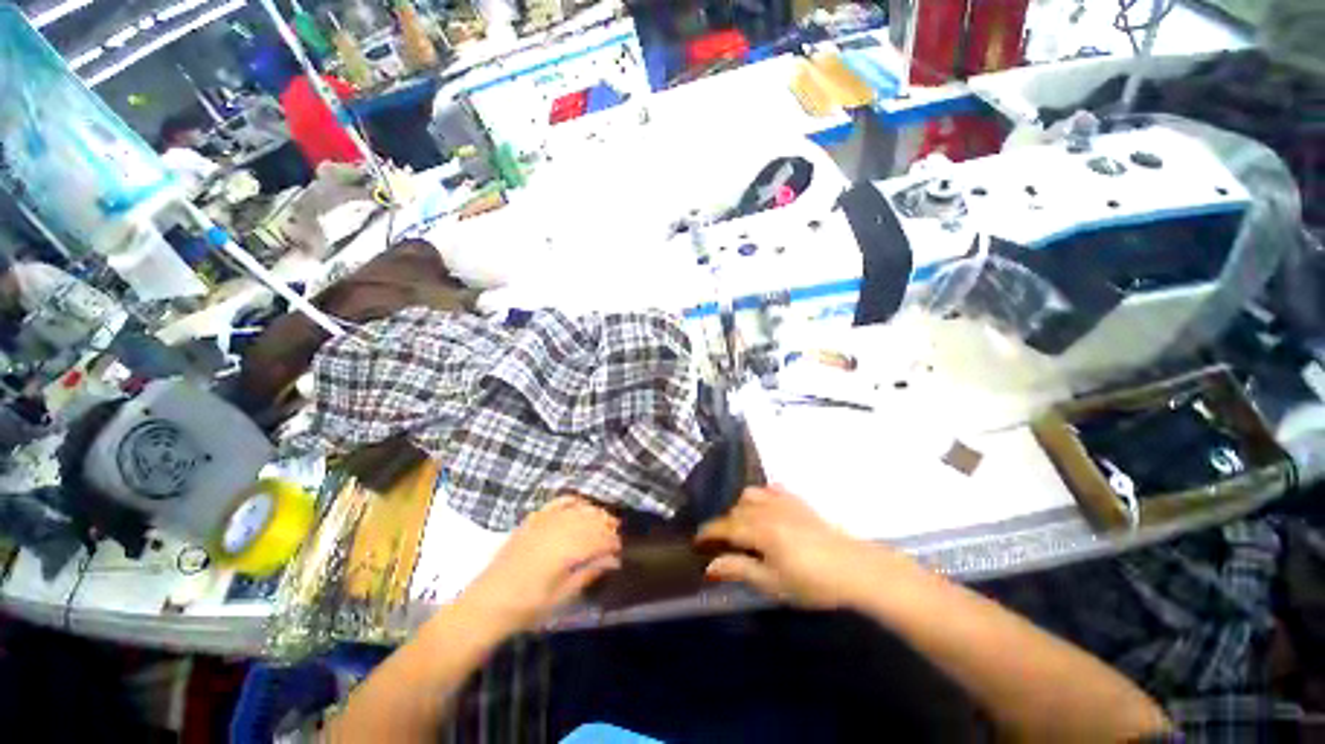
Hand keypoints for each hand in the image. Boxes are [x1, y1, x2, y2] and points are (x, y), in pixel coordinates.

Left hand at [459, 496, 621, 633]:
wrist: (487, 604)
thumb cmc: (527, 606)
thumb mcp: (562, 597)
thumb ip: (588, 574)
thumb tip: (612, 560)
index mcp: (568, 550)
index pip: (600, 538)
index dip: (613, 543)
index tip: (620, 551)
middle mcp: (559, 529)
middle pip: (592, 519)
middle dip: (607, 525)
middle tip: (615, 536)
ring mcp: (545, 521)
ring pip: (578, 508)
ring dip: (594, 512)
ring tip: (603, 521)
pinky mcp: (533, 519)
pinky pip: (558, 502)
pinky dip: (573, 500)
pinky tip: (580, 504)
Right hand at [697, 485, 903, 609]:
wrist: (854, 569)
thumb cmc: (811, 582)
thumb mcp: (772, 583)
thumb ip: (739, 569)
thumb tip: (709, 565)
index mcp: (759, 529)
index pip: (725, 526)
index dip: (708, 533)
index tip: (697, 542)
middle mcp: (766, 509)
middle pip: (736, 510)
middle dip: (725, 524)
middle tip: (723, 544)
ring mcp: (783, 501)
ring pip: (750, 496)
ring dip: (741, 509)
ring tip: (744, 527)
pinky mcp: (797, 501)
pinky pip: (770, 489)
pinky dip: (761, 496)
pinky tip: (764, 508)